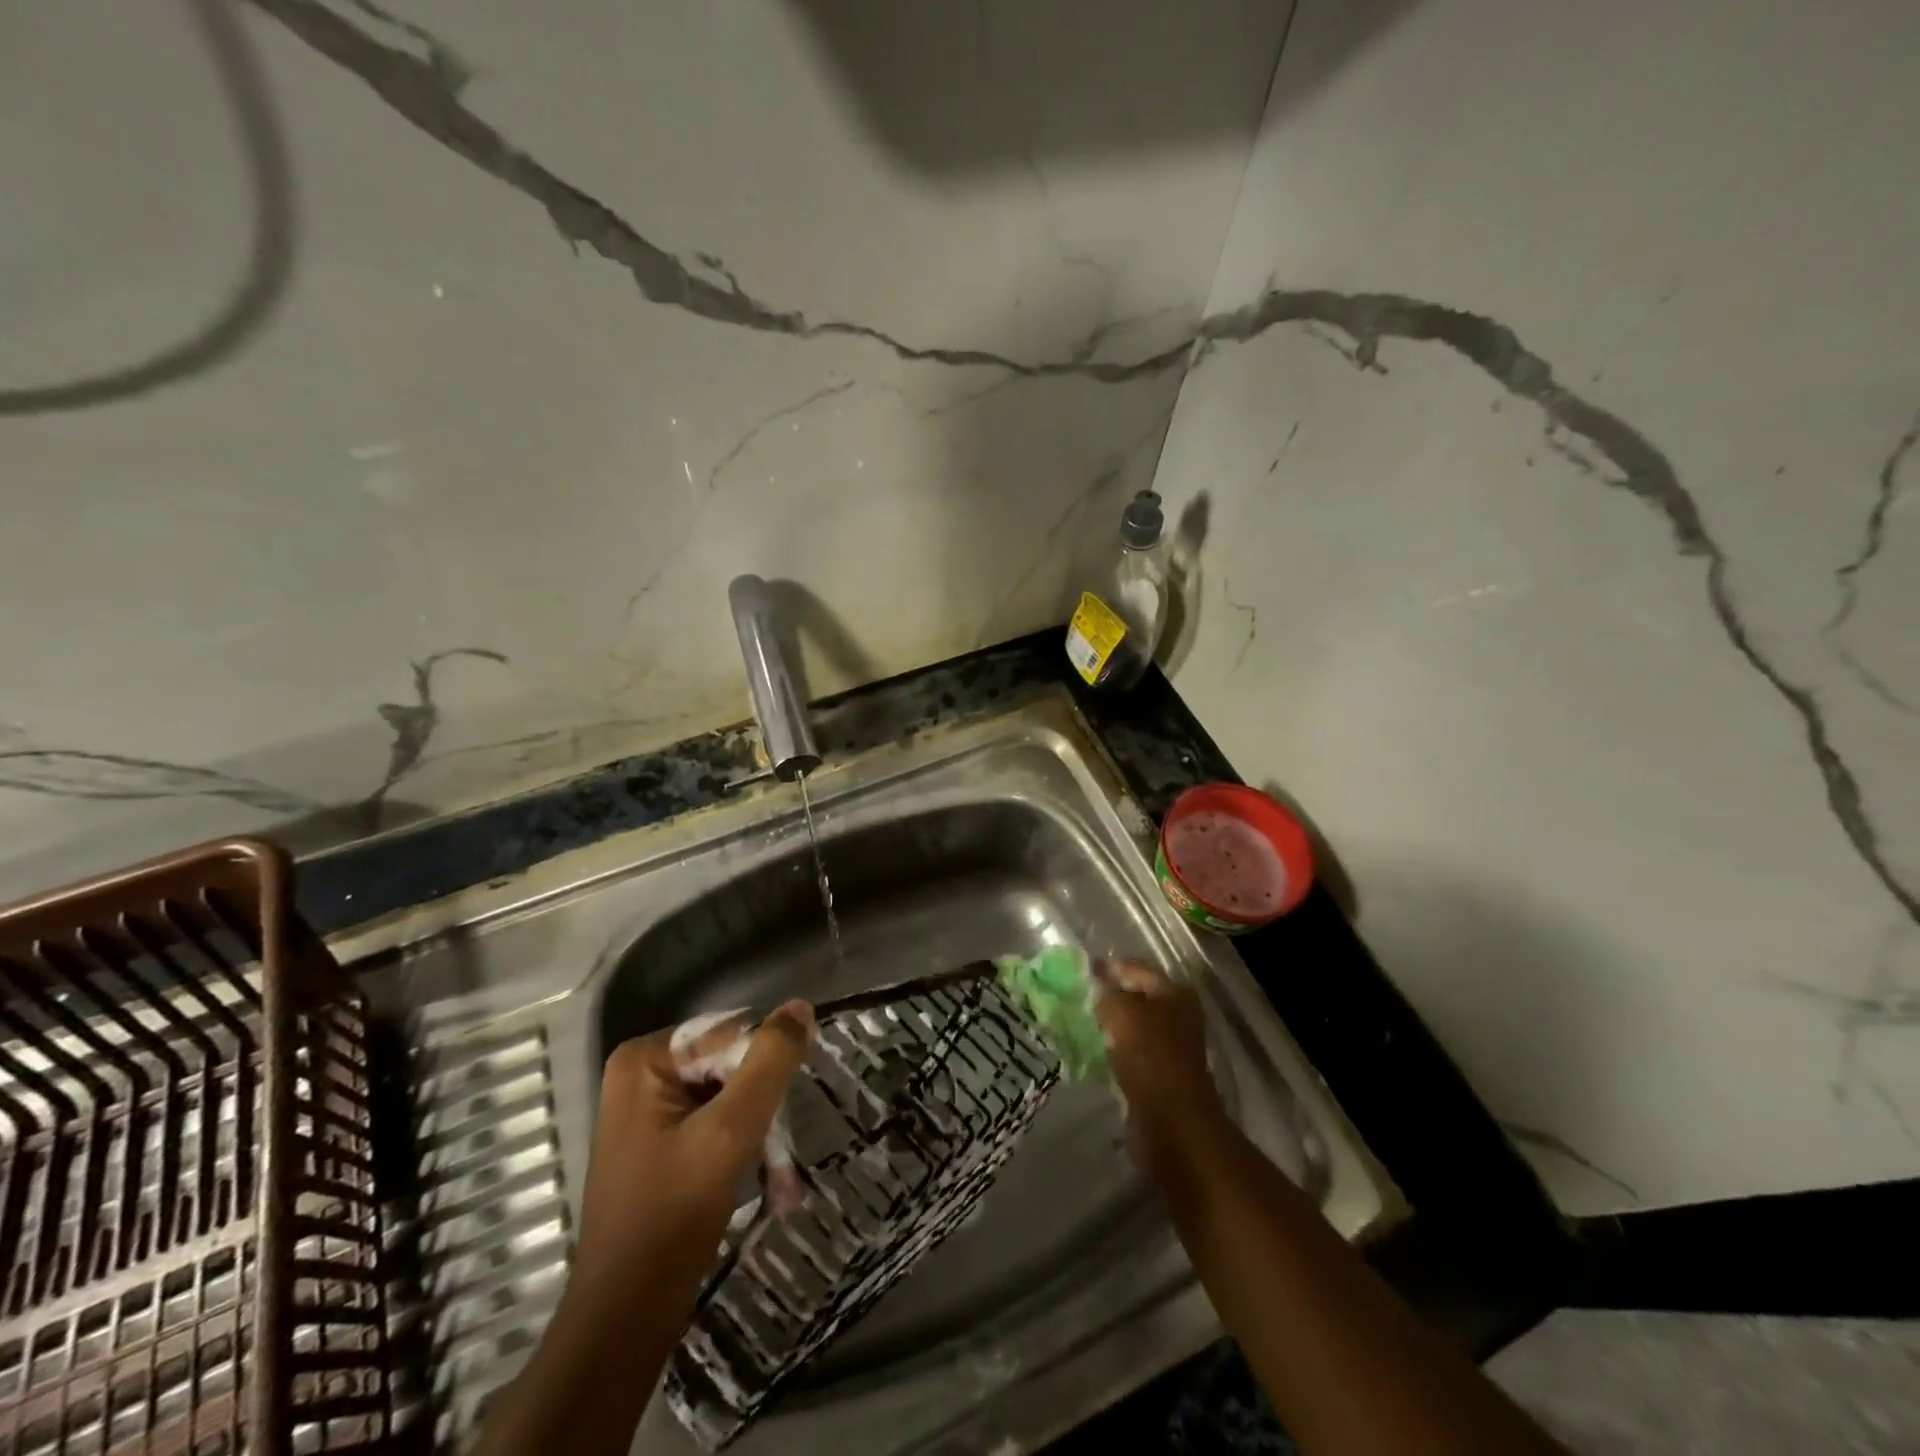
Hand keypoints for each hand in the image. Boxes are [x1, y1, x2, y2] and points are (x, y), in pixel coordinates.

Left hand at [573, 1002, 813, 1293]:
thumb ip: (770, 1062)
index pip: (731, 1034)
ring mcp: (649, 1108)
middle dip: (762, 1105)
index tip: (779, 1115)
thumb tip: (800, 1005)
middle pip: (729, 1062)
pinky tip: (765, 1180)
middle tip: (781, 1151)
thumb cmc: (673, 1217)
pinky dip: (742, 1145)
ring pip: (730, 1093)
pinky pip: (716, 1119)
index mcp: (645, 1059)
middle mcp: (642, 1073)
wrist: (626, 1318)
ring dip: (759, 1130)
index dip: (763, 1069)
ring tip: (779, 1176)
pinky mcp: (660, 1139)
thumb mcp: (730, 1131)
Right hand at [1093, 958, 1229, 1172]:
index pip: (1137, 968)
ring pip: (1131, 1026)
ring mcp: (1170, 1048)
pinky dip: (1112, 1051)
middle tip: (1074, 996)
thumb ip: (1107, 994)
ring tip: (1077, 1022)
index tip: (1079, 969)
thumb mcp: (1122, 1011)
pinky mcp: (1158, 1075)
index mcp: (1175, 993)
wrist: (1172, 1123)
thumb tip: (1098, 992)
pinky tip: (1090, 1050)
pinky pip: (1129, 1053)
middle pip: (1136, 997)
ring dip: (1108, 1025)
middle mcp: (1177, 1015)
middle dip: (1107, 996)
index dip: (1109, 966)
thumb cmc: (1150, 1057)